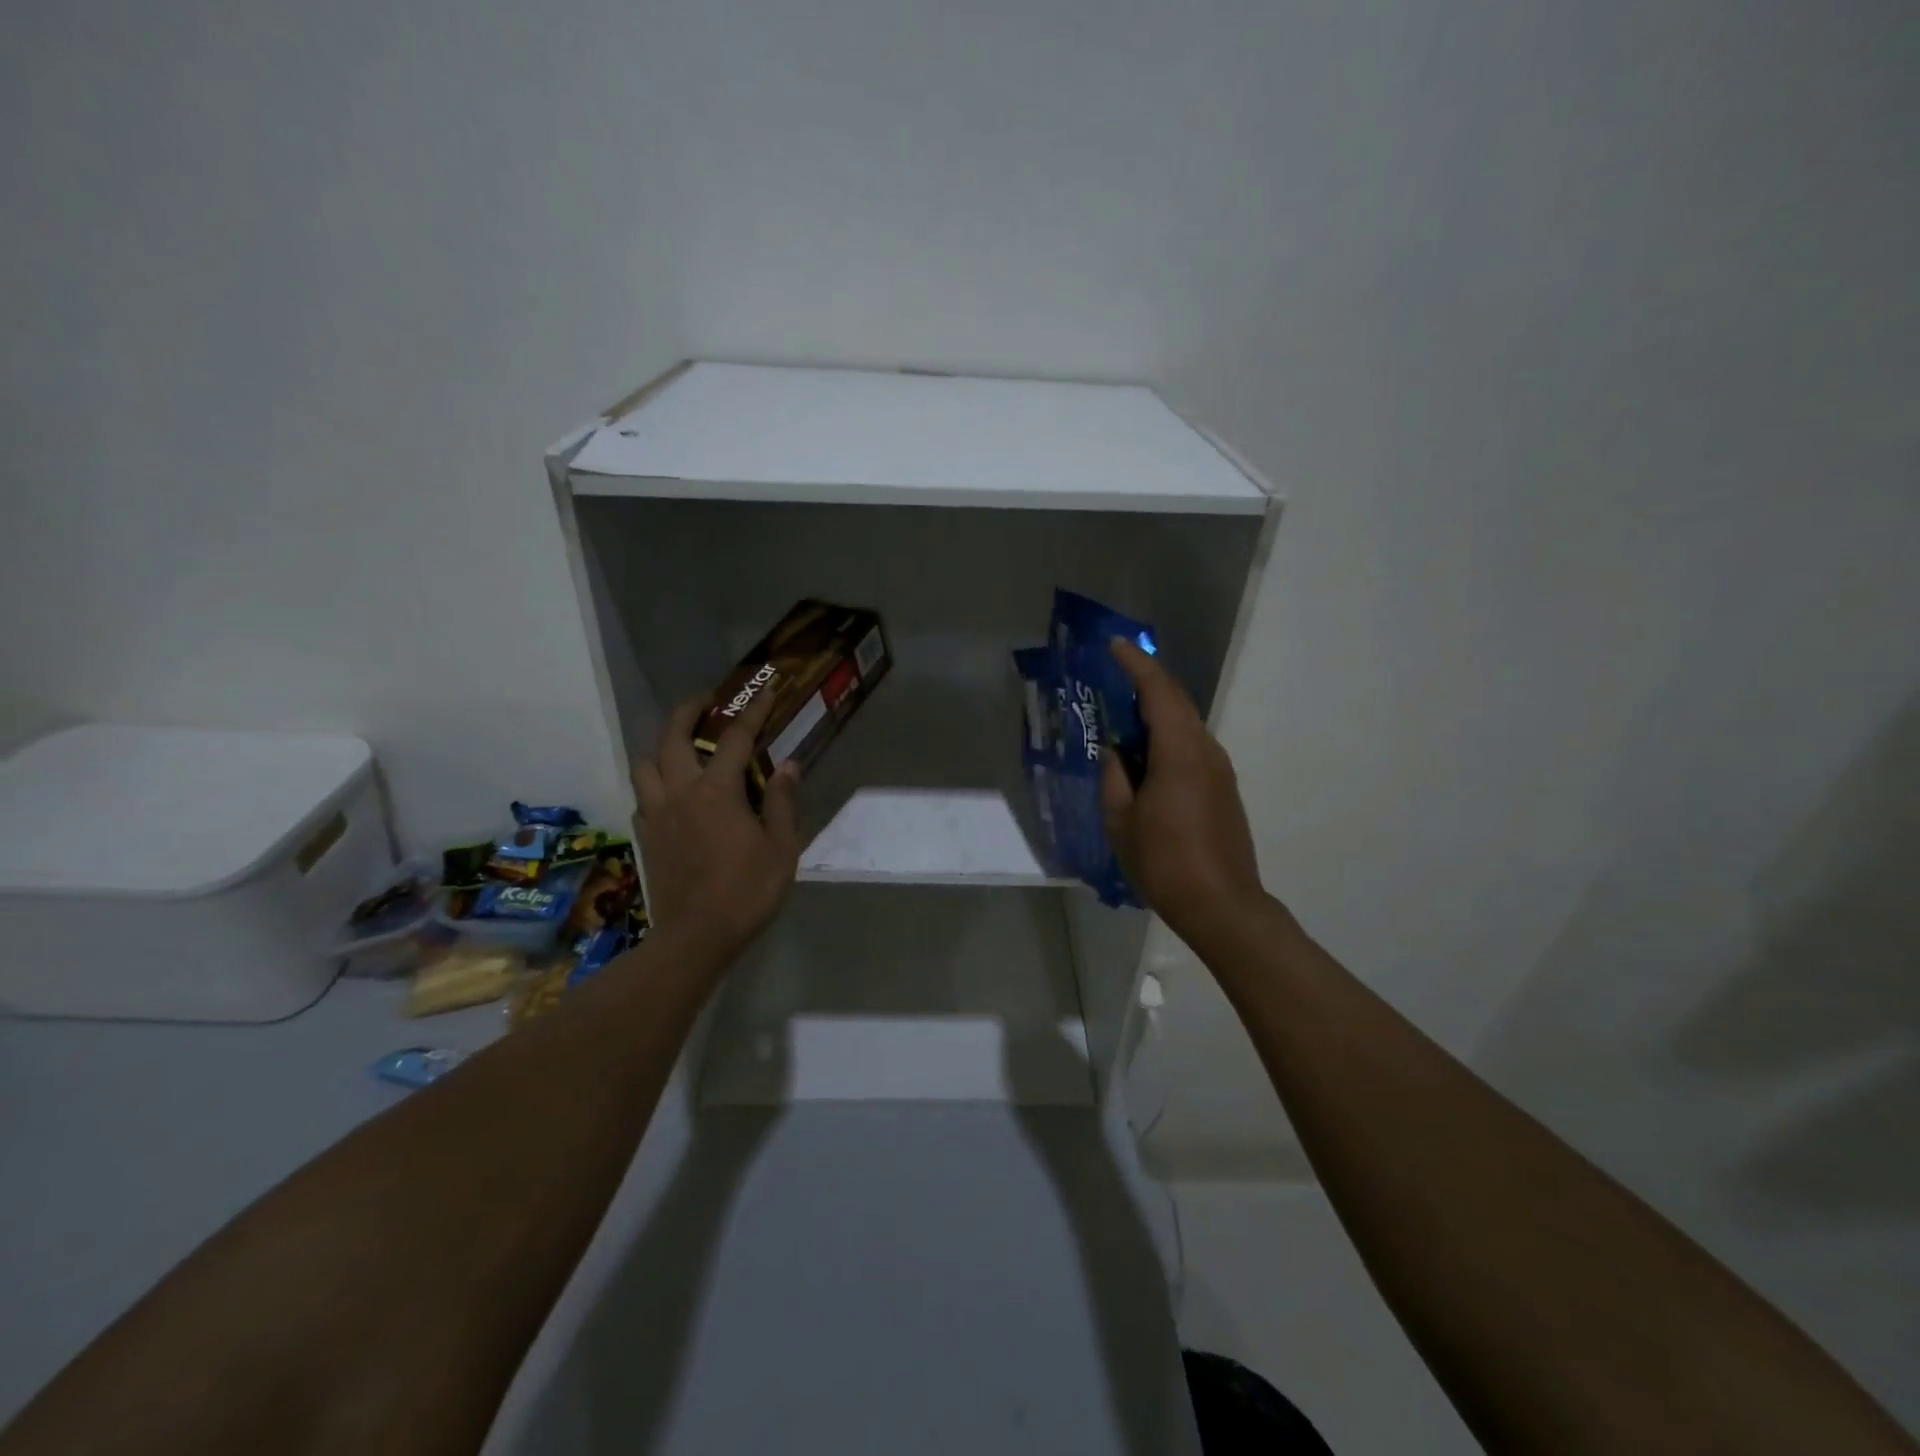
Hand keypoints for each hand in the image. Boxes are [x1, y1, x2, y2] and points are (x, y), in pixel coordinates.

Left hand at [632, 690, 801, 971]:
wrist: (695, 937)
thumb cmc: (747, 891)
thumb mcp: (781, 847)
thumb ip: (781, 802)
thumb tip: (788, 766)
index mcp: (717, 792)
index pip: (736, 738)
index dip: (753, 711)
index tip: (766, 690)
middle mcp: (680, 792)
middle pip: (674, 736)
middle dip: (690, 710)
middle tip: (706, 700)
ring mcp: (657, 813)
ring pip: (647, 763)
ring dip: (663, 745)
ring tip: (682, 745)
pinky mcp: (646, 835)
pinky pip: (643, 794)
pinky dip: (656, 780)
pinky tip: (672, 790)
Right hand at [1102, 637, 1270, 955]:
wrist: (1222, 906)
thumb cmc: (1165, 863)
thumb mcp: (1121, 821)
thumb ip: (1114, 778)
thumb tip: (1116, 753)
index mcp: (1180, 753)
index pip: (1159, 692)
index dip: (1137, 664)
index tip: (1116, 646)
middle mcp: (1206, 752)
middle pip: (1177, 703)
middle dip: (1146, 684)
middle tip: (1115, 676)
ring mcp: (1220, 771)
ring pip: (1186, 726)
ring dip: (1157, 715)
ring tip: (1125, 722)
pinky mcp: (1224, 790)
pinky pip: (1193, 748)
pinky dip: (1168, 740)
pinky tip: (1147, 760)